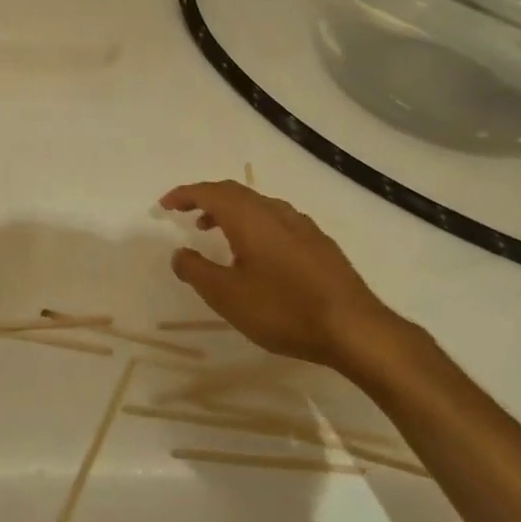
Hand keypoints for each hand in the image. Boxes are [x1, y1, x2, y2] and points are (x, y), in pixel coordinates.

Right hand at [159, 180, 422, 382]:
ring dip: (231, 212)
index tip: (165, 204)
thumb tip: (179, 252)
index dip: (185, 194)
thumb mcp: (227, 296)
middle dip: (207, 198)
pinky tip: (257, 252)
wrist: (355, 329)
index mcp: (250, 218)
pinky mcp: (320, 244)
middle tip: (185, 213)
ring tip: (215, 232)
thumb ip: (196, 271)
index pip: (211, 192)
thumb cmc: (283, 309)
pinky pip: (277, 220)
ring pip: (258, 206)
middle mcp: (276, 212)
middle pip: (235, 193)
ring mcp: (303, 227)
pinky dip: (254, 224)